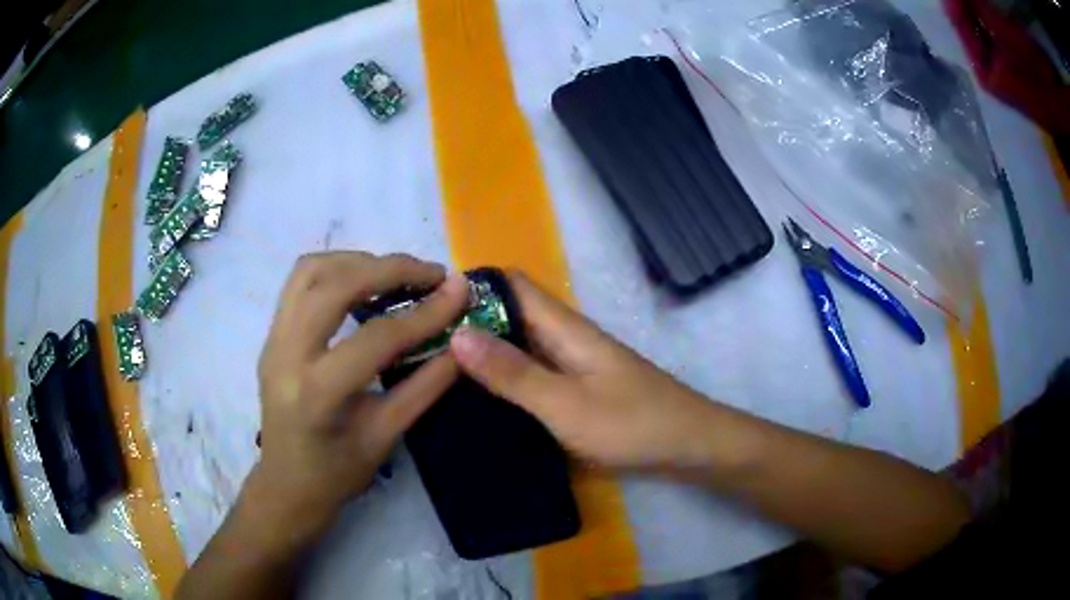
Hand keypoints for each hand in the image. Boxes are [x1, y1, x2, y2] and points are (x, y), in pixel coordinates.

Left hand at [249, 252, 469, 548]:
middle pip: (335, 286)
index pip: (375, 338)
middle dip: (390, 270)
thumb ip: (425, 387)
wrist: (287, 484)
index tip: (460, 292)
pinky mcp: (272, 333)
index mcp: (316, 394)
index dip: (424, 313)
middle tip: (431, 275)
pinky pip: (300, 282)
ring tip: (396, 275)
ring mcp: (272, 339)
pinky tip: (363, 285)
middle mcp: (285, 355)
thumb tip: (464, 346)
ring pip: (311, 271)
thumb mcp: (386, 437)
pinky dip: (336, 270)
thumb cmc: (337, 473)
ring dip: (358, 262)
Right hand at [449, 272, 723, 471]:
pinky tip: (481, 394)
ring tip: (438, 365)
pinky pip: (532, 367)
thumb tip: (457, 332)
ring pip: (519, 341)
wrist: (687, 444)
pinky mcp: (577, 385)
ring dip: (484, 347)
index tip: (428, 305)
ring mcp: (573, 361)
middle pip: (511, 312)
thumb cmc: (631, 424)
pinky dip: (504, 372)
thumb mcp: (564, 404)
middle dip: (469, 320)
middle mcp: (566, 336)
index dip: (472, 286)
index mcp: (564, 328)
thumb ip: (513, 373)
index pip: (511, 285)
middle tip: (422, 342)